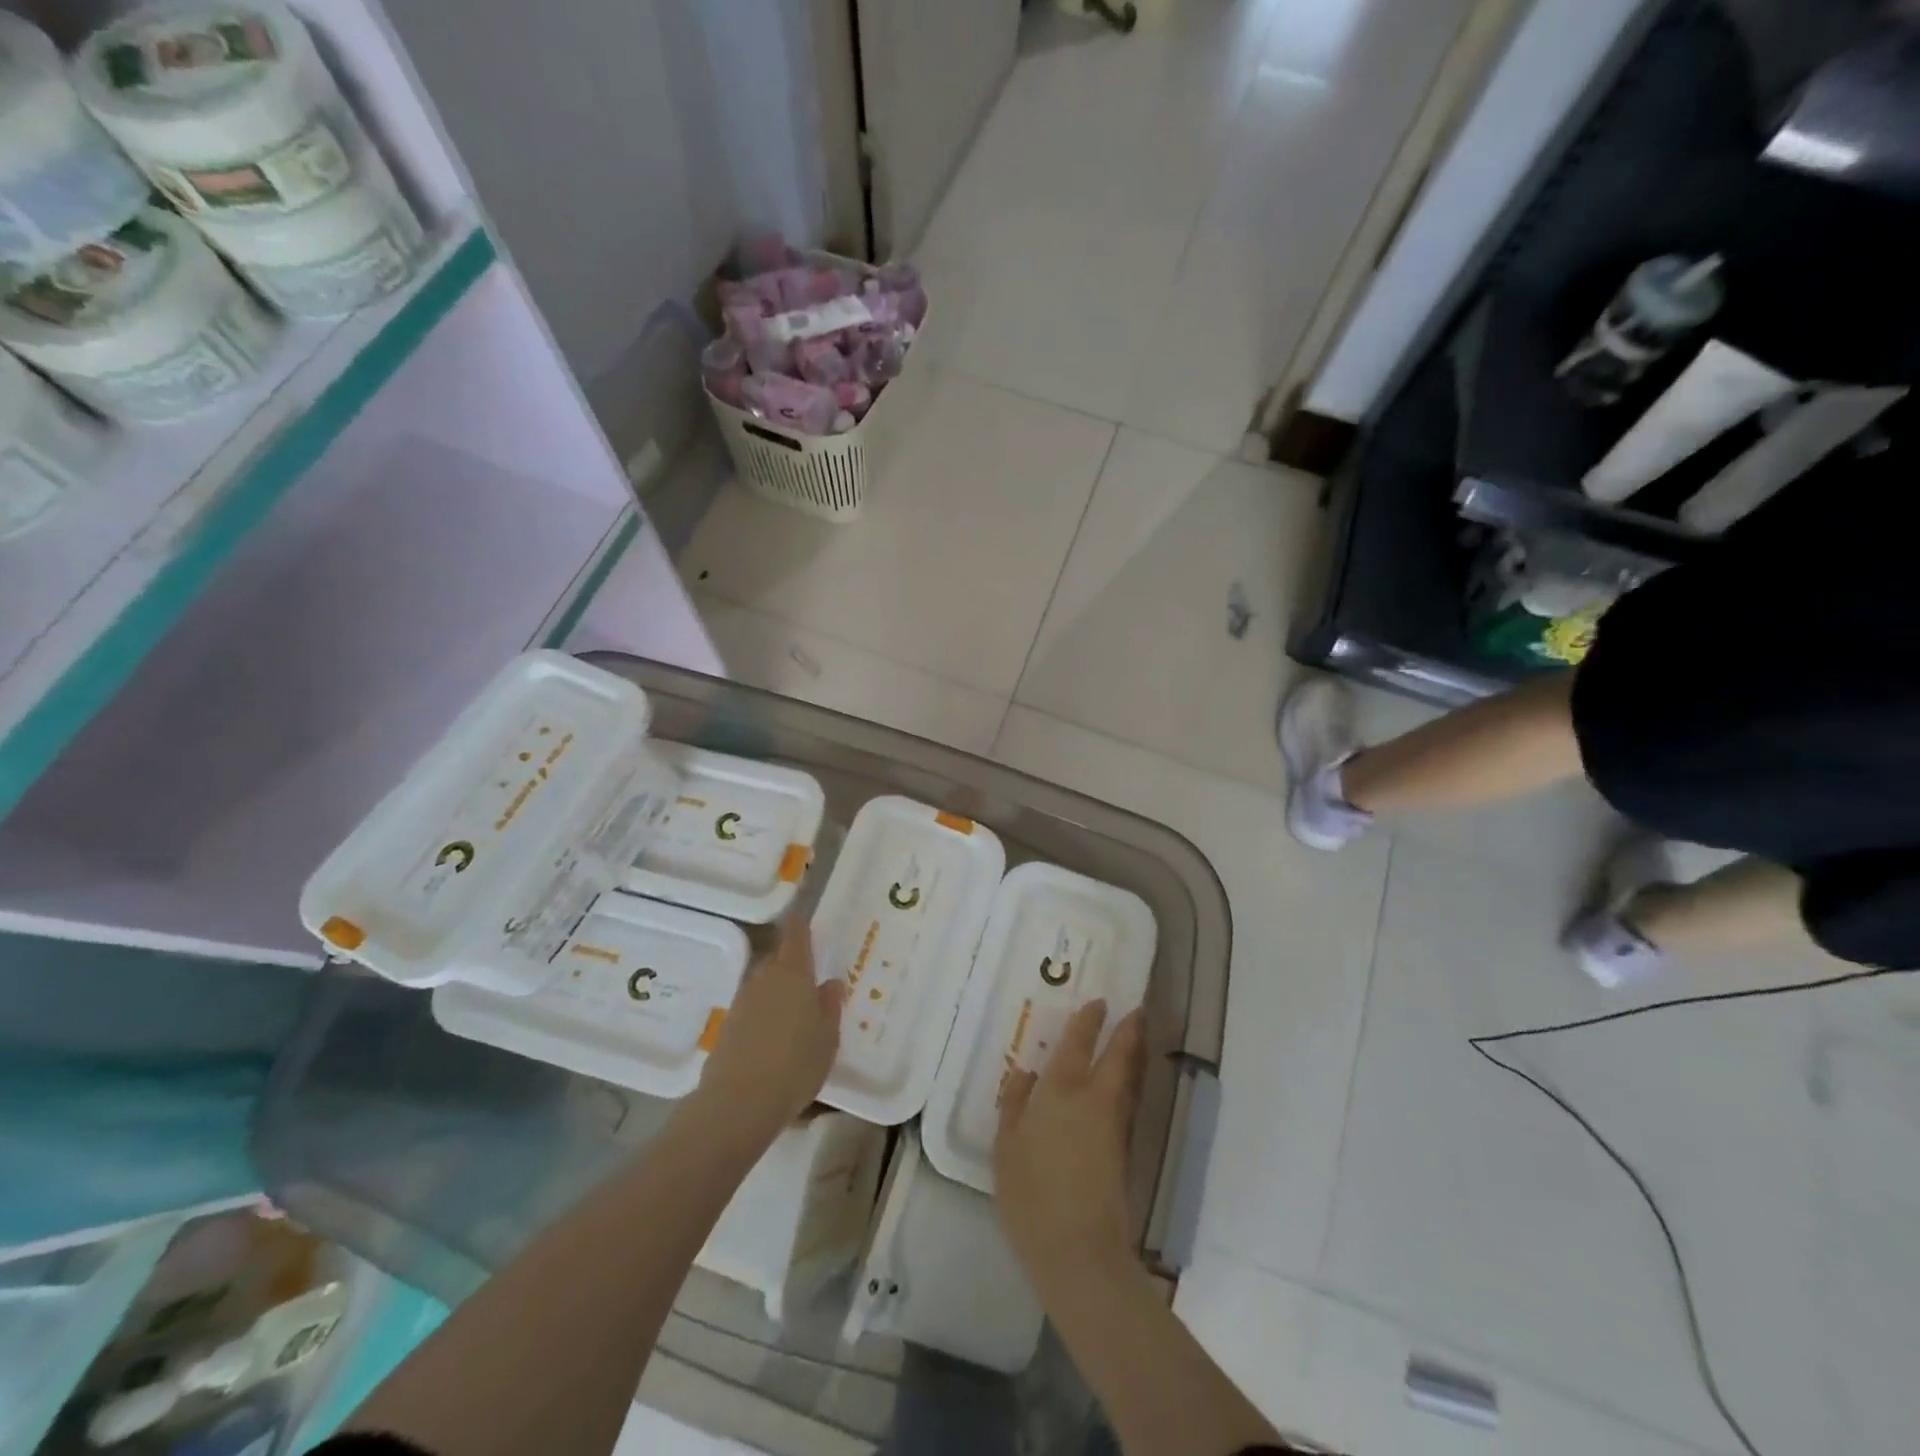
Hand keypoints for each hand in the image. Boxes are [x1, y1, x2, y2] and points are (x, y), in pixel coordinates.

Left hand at [696, 921, 844, 1142]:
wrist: (738, 1103)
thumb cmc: (795, 1064)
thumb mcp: (827, 1037)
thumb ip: (829, 1006)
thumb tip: (830, 982)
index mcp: (793, 973)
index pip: (795, 935)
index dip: (800, 925)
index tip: (806, 921)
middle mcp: (764, 978)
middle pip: (777, 958)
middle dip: (790, 962)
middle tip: (809, 977)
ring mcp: (741, 1002)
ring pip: (762, 984)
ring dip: (776, 990)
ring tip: (794, 1010)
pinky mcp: (727, 1027)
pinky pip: (751, 1008)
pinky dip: (763, 1013)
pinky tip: (774, 1035)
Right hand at [993, 1000, 1144, 1295]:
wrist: (1079, 1250)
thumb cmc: (1031, 1194)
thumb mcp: (1006, 1148)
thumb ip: (1015, 1105)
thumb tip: (1025, 1072)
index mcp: (1061, 1092)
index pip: (1078, 1045)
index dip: (1090, 1021)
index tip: (1100, 1002)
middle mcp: (1093, 1100)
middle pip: (1118, 1058)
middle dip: (1129, 1032)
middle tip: (1138, 1010)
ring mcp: (1113, 1127)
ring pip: (1128, 1080)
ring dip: (1134, 1055)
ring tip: (1136, 1038)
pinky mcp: (1122, 1152)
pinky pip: (1127, 1103)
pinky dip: (1128, 1084)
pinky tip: (1122, 1086)